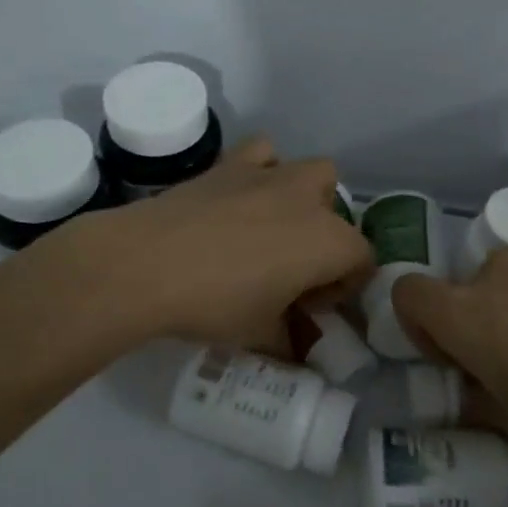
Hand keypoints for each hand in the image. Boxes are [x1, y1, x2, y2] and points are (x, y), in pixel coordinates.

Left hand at [40, 136, 373, 354]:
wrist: (145, 264)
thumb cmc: (214, 303)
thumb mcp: (260, 335)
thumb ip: (289, 343)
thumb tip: (298, 353)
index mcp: (328, 242)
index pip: (362, 260)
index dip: (343, 287)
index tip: (310, 308)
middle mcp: (309, 200)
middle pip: (341, 216)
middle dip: (328, 241)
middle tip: (293, 271)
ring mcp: (271, 175)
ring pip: (314, 172)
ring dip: (306, 198)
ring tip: (273, 228)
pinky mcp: (232, 163)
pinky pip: (264, 153)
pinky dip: (263, 168)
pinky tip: (242, 196)